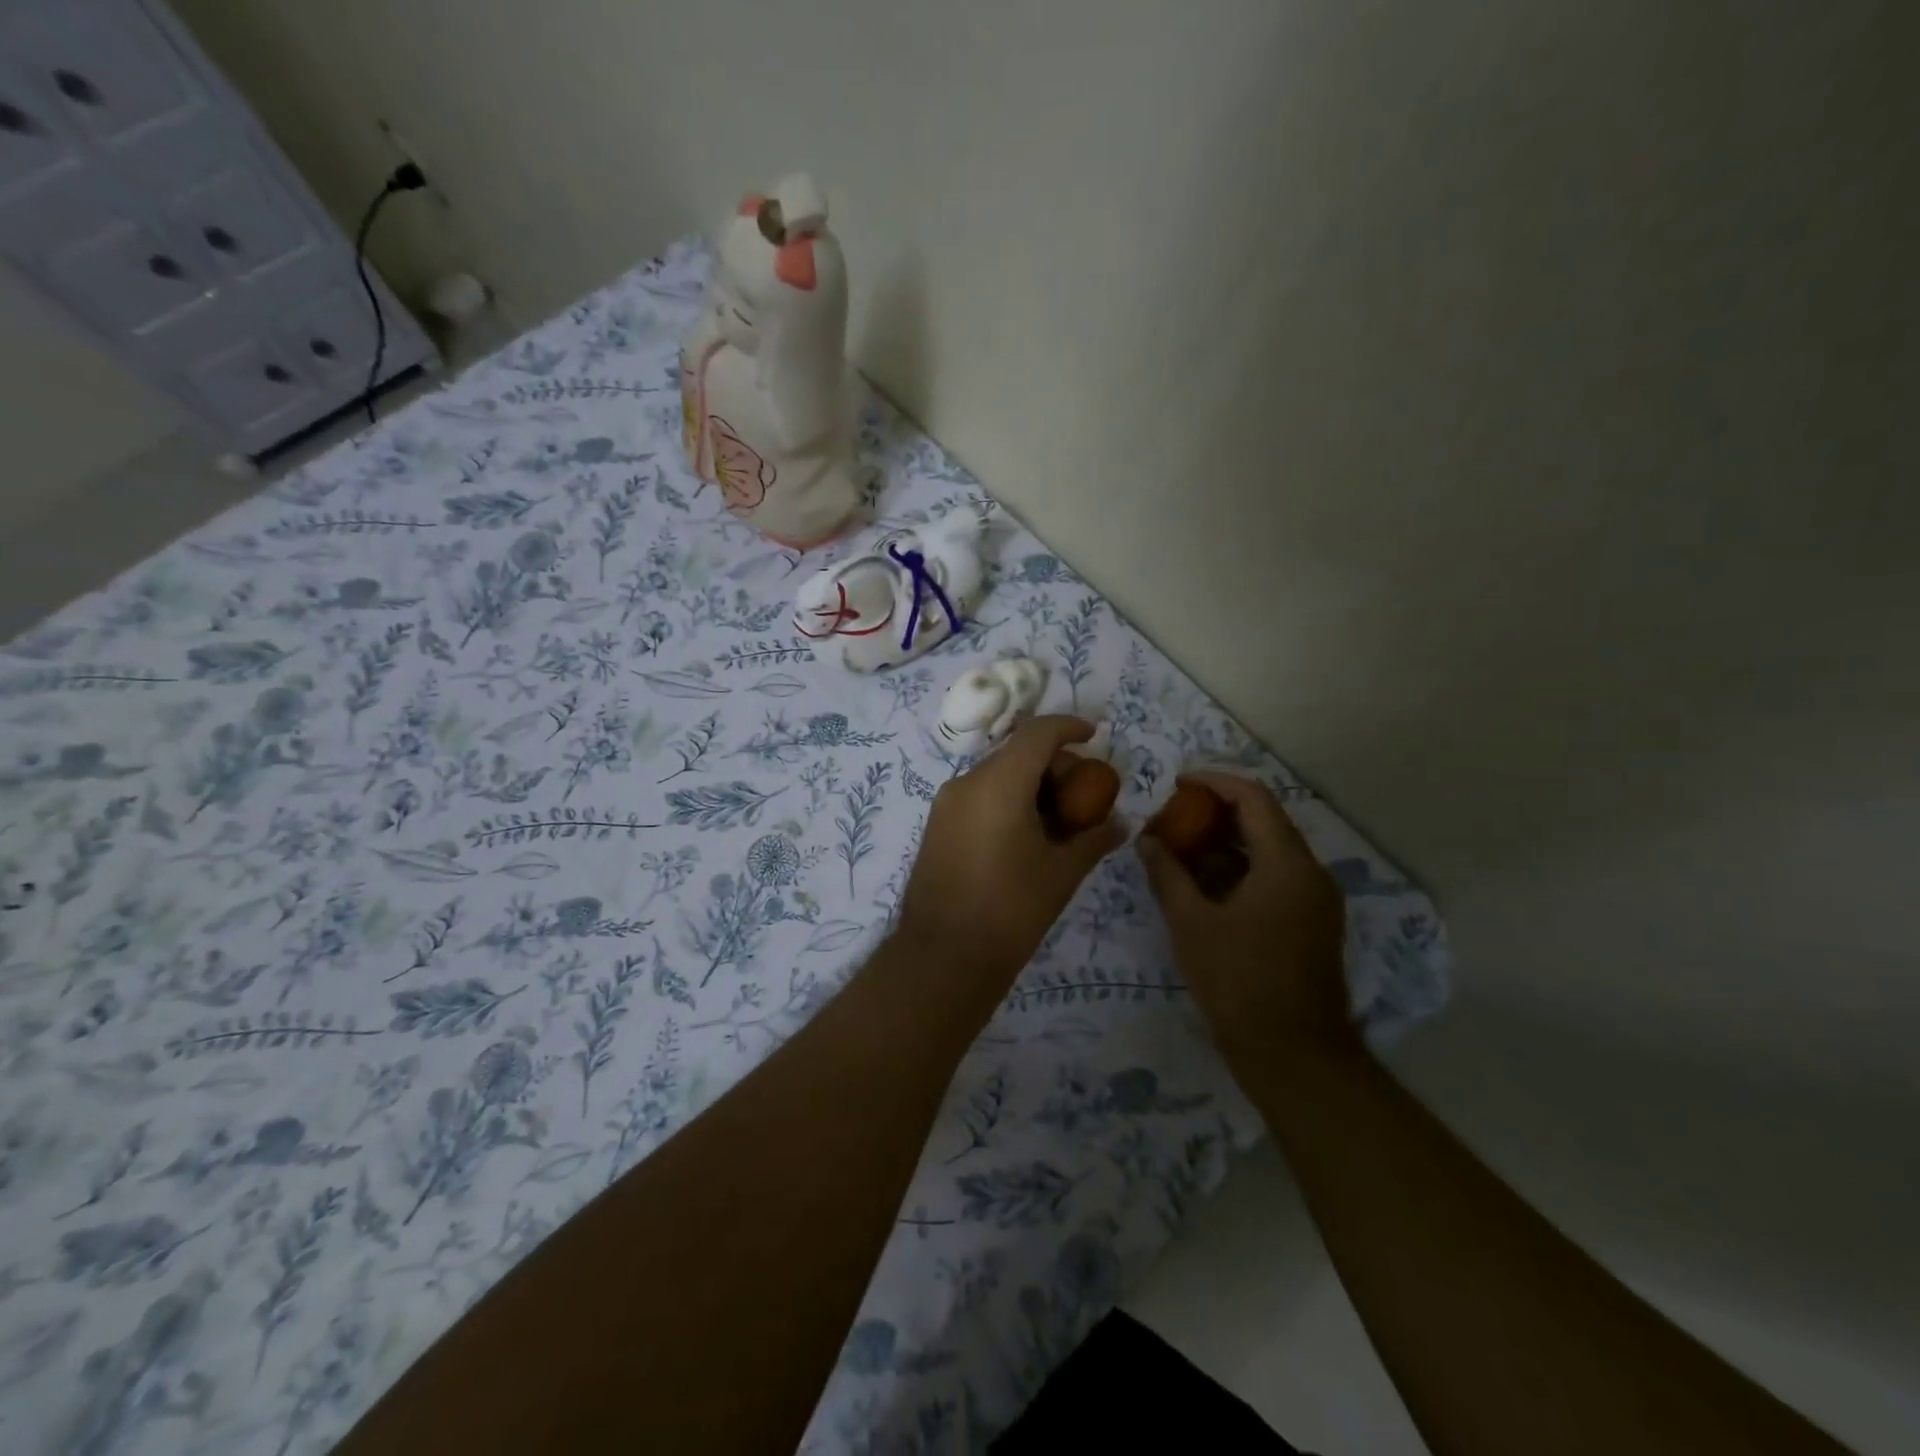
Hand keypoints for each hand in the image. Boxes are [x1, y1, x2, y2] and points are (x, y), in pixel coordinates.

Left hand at [895, 716, 1125, 1001]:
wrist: (943, 956)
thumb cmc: (1010, 911)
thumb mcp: (1062, 873)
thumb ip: (1094, 838)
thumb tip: (1121, 823)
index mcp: (998, 783)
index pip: (1037, 733)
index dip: (1069, 727)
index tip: (1094, 735)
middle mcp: (967, 782)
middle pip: (1017, 753)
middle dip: (1054, 763)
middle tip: (1083, 793)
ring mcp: (946, 804)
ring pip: (996, 774)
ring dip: (1030, 783)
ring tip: (1059, 818)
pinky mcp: (937, 825)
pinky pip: (979, 796)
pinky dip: (1007, 799)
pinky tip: (1027, 834)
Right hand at [1137, 771, 1354, 1066]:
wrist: (1293, 1055)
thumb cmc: (1239, 982)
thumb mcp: (1191, 923)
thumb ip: (1167, 874)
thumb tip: (1147, 840)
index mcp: (1287, 864)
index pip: (1253, 798)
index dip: (1214, 782)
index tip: (1178, 785)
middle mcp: (1310, 873)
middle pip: (1264, 822)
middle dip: (1215, 814)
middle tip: (1173, 819)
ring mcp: (1315, 900)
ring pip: (1269, 852)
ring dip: (1226, 844)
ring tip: (1180, 850)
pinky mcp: (1311, 924)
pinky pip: (1275, 878)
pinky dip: (1240, 870)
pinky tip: (1204, 885)